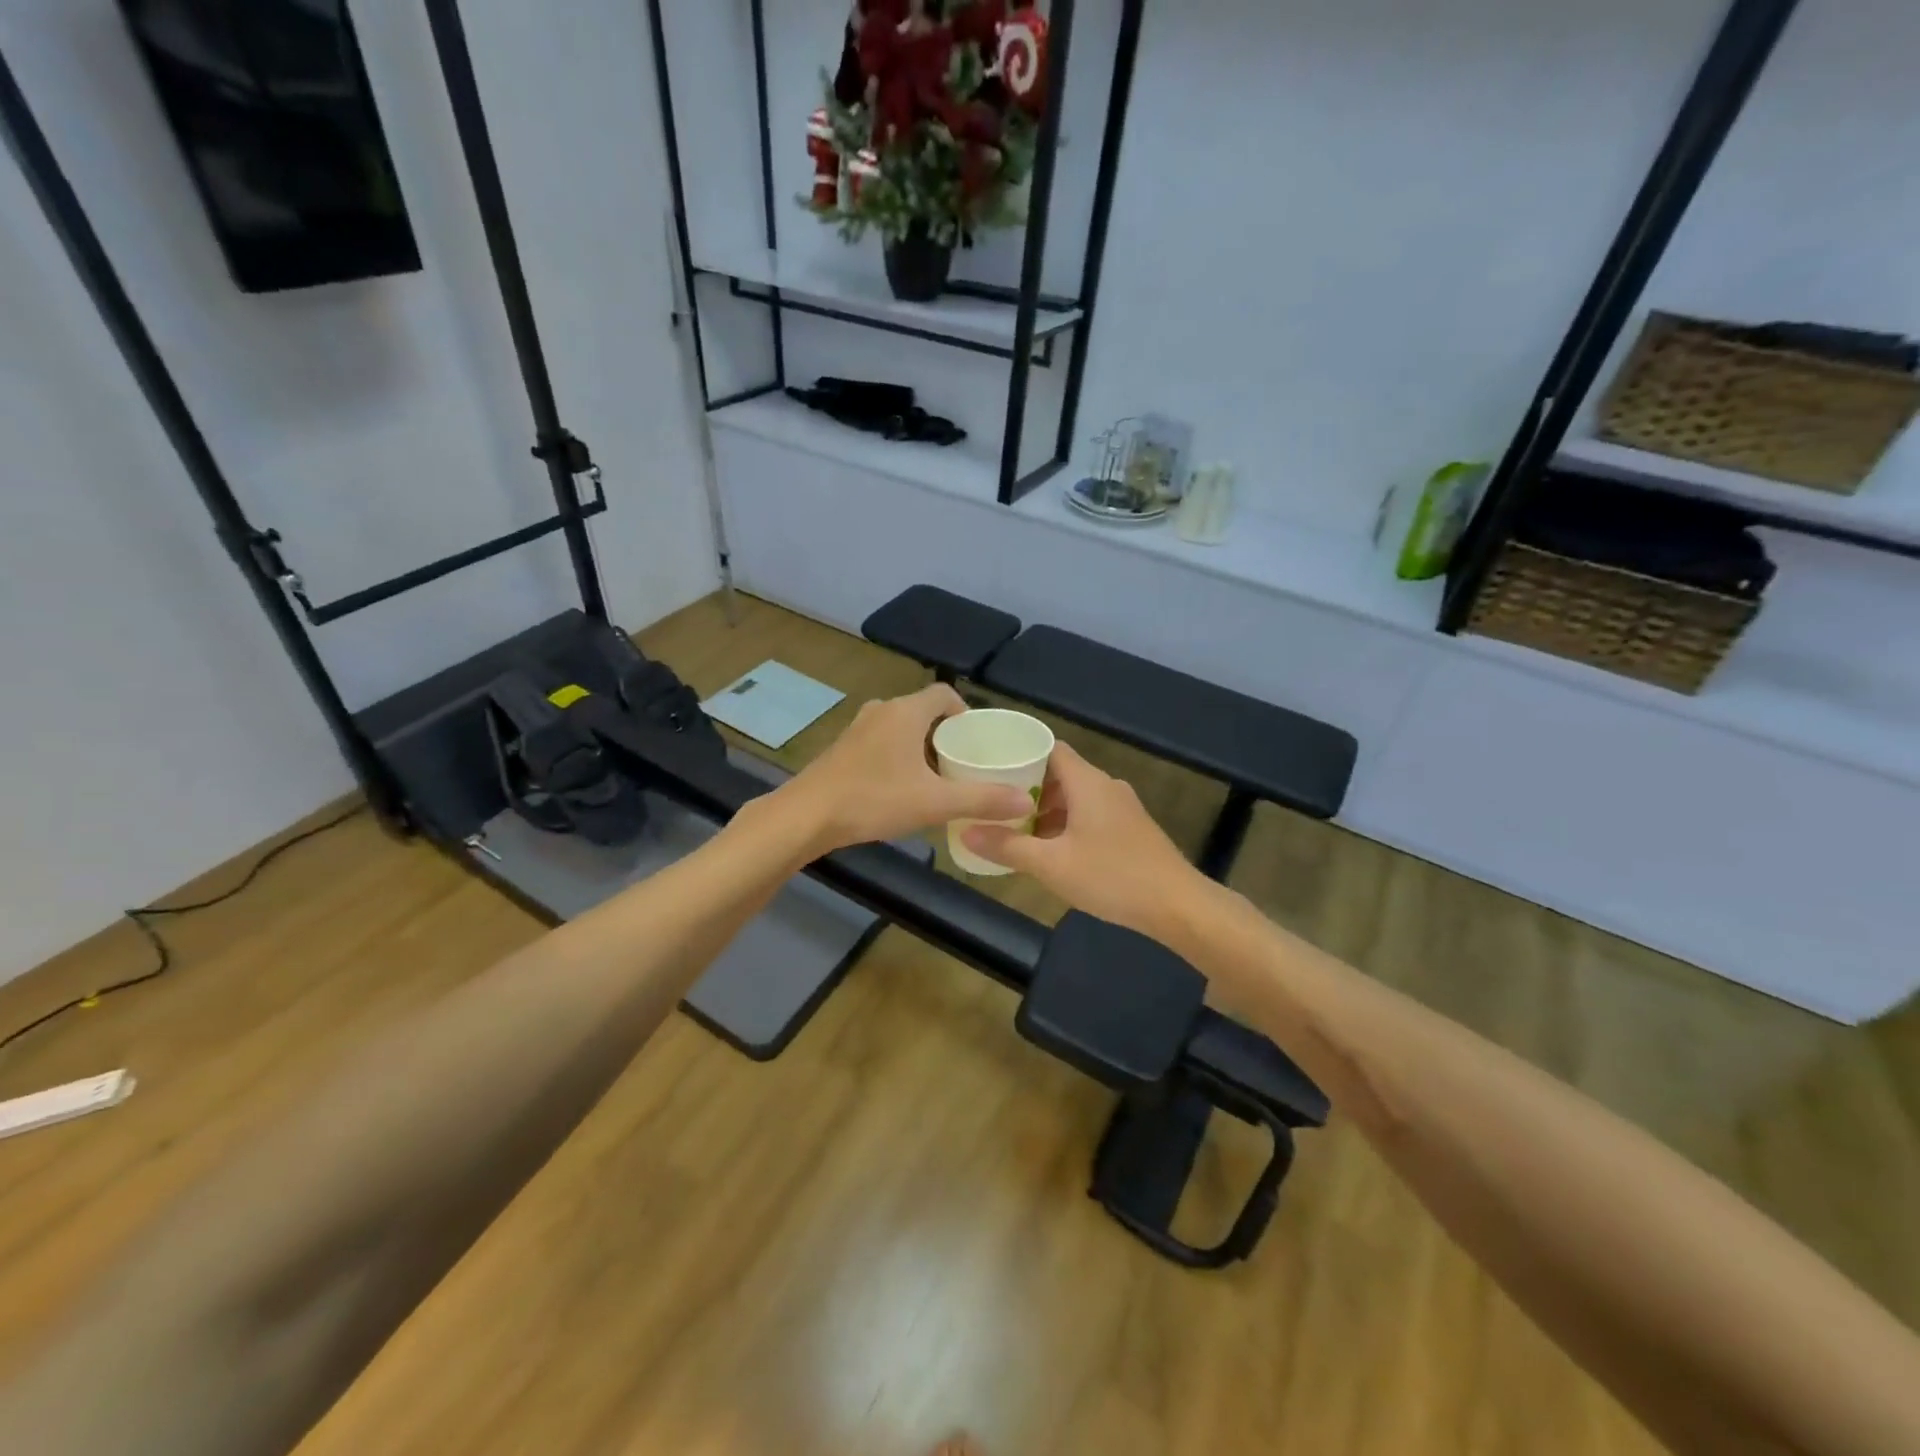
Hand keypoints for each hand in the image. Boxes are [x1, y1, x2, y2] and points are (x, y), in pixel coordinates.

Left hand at [777, 685, 1033, 854]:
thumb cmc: (873, 800)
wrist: (806, 816)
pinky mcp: (843, 748)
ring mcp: (858, 728)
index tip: (978, 742)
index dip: (966, 713)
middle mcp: (882, 711)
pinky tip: (902, 788)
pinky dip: (899, 756)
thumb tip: (1026, 801)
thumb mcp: (934, 803)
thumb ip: (982, 800)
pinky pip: (882, 742)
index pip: (945, 694)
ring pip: (901, 728)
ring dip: (921, 747)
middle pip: (924, 711)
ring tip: (938, 778)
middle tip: (964, 764)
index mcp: (906, 712)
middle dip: (946, 734)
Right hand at [963, 742, 1202, 938]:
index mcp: (1088, 782)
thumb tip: (966, 832)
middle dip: (1028, 787)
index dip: (1020, 754)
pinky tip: (1053, 850)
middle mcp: (1106, 786)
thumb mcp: (1052, 865)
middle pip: (1061, 773)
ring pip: (1077, 797)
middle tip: (995, 803)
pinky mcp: (1132, 829)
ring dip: (1048, 810)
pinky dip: (1068, 823)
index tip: (991, 767)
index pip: (1050, 748)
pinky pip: (1092, 814)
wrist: (1177, 905)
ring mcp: (1123, 808)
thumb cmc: (1112, 876)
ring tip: (1017, 830)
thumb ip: (1008, 847)